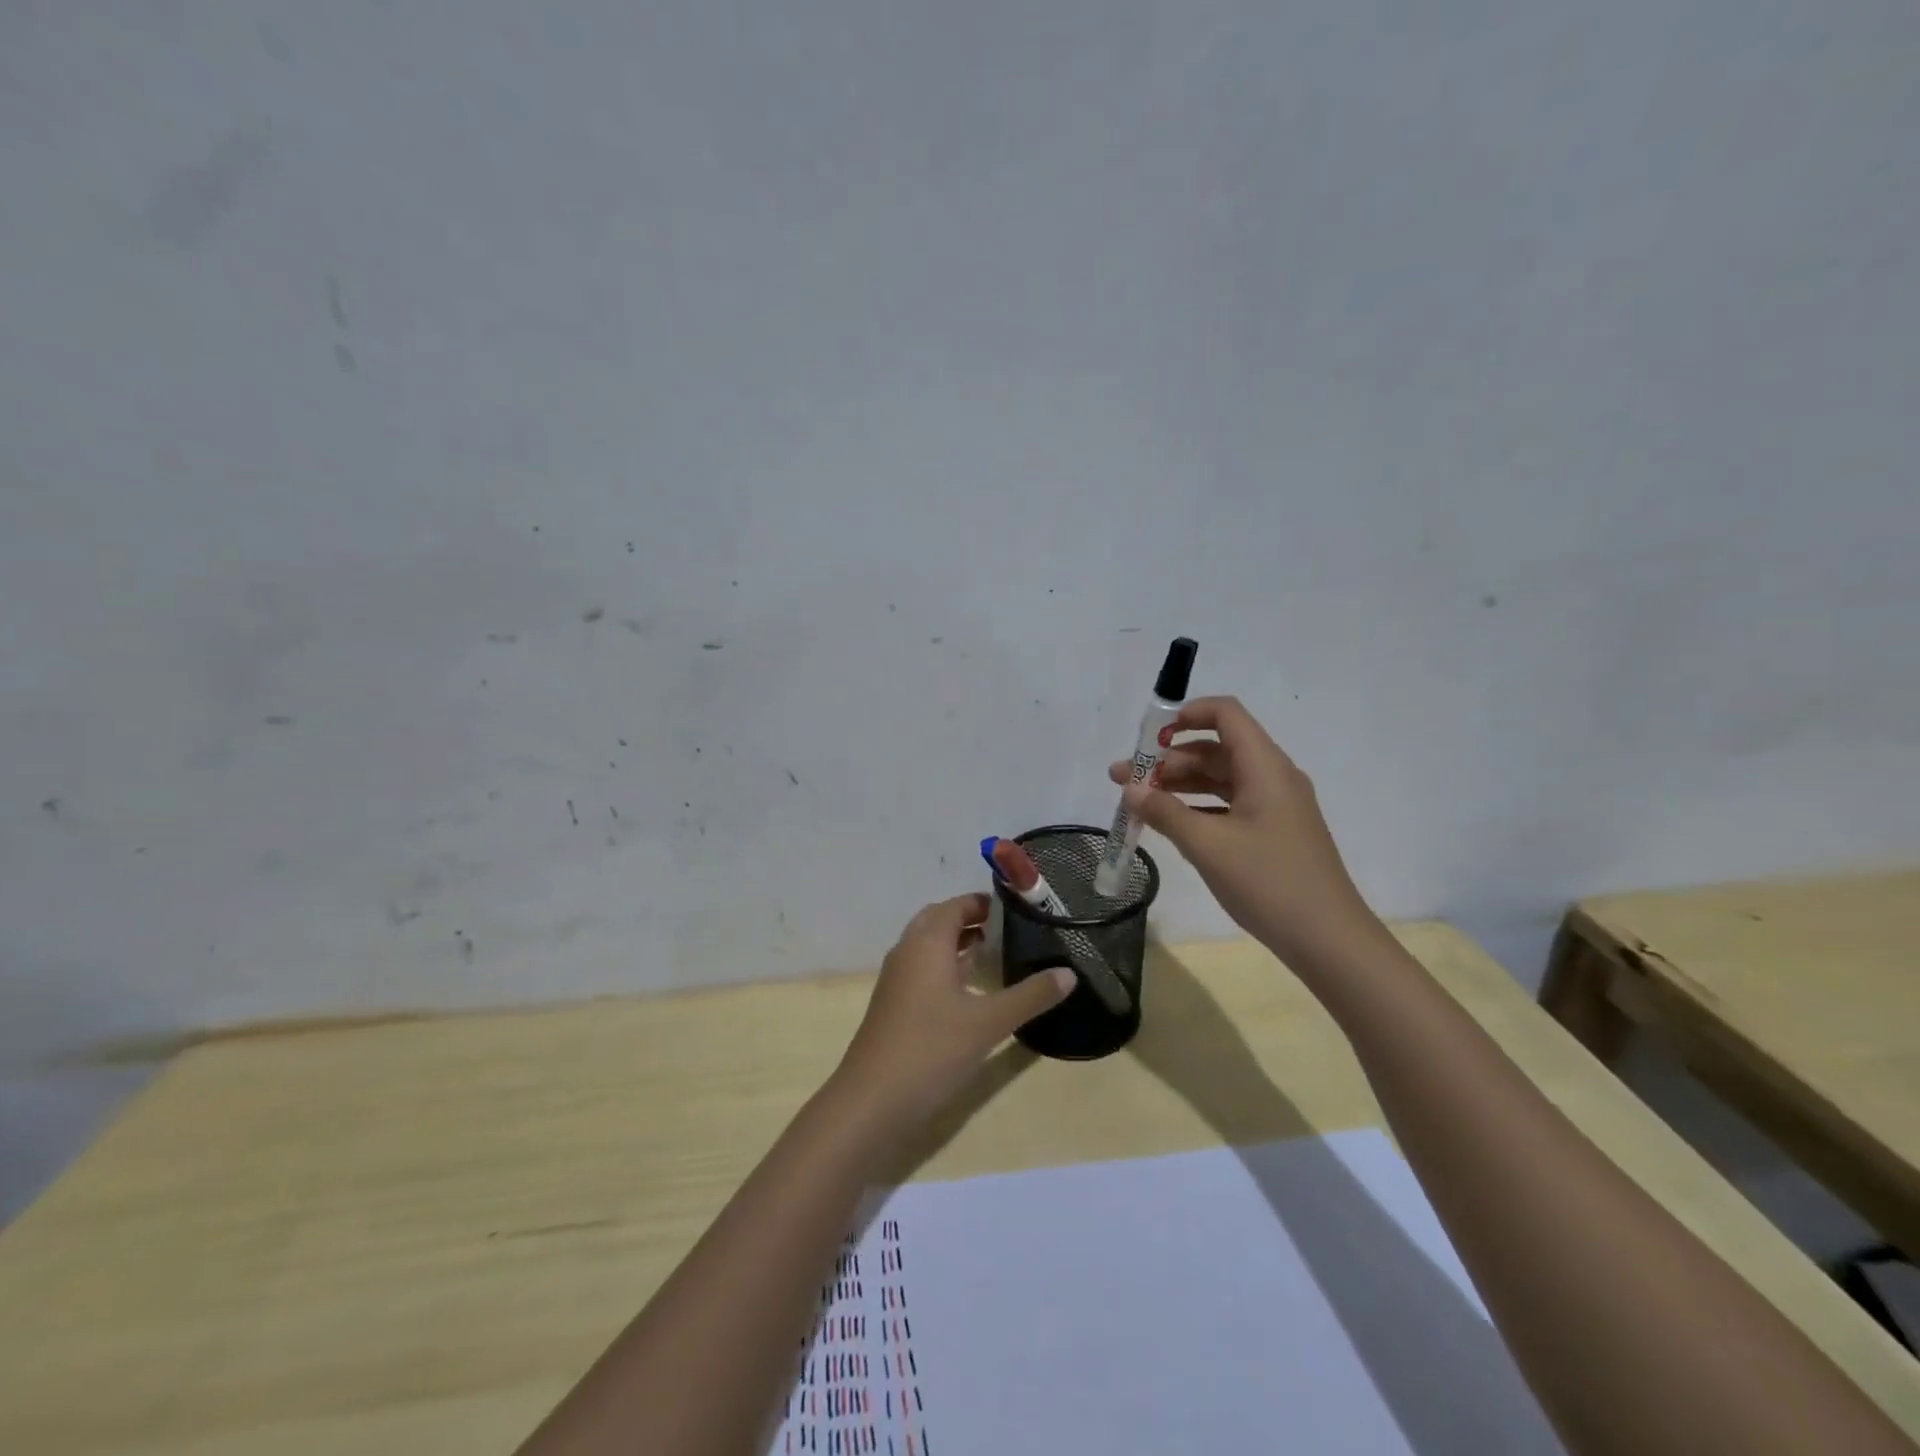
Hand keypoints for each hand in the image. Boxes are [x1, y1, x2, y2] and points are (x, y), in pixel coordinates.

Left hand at [832, 893, 1072, 1132]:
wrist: (872, 1100)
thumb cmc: (932, 1049)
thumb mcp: (989, 1022)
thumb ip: (1030, 996)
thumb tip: (1069, 974)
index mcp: (927, 941)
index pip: (957, 905)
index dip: (985, 902)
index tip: (1019, 908)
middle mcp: (908, 950)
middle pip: (939, 919)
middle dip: (971, 919)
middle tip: (1008, 929)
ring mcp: (896, 978)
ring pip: (928, 945)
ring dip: (957, 943)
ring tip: (995, 952)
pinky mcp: (893, 1003)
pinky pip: (922, 968)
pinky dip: (945, 966)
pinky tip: (969, 990)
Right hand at [1108, 696, 1384, 969]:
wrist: (1328, 939)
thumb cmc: (1268, 882)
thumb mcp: (1207, 845)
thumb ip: (1164, 812)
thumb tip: (1130, 789)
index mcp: (1264, 767)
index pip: (1225, 714)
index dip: (1185, 715)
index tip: (1147, 739)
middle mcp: (1272, 777)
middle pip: (1216, 749)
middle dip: (1167, 760)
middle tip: (1124, 781)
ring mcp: (1275, 806)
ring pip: (1220, 779)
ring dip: (1178, 785)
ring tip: (1137, 802)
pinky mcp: (1273, 832)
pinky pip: (1228, 805)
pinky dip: (1197, 808)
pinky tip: (1169, 825)